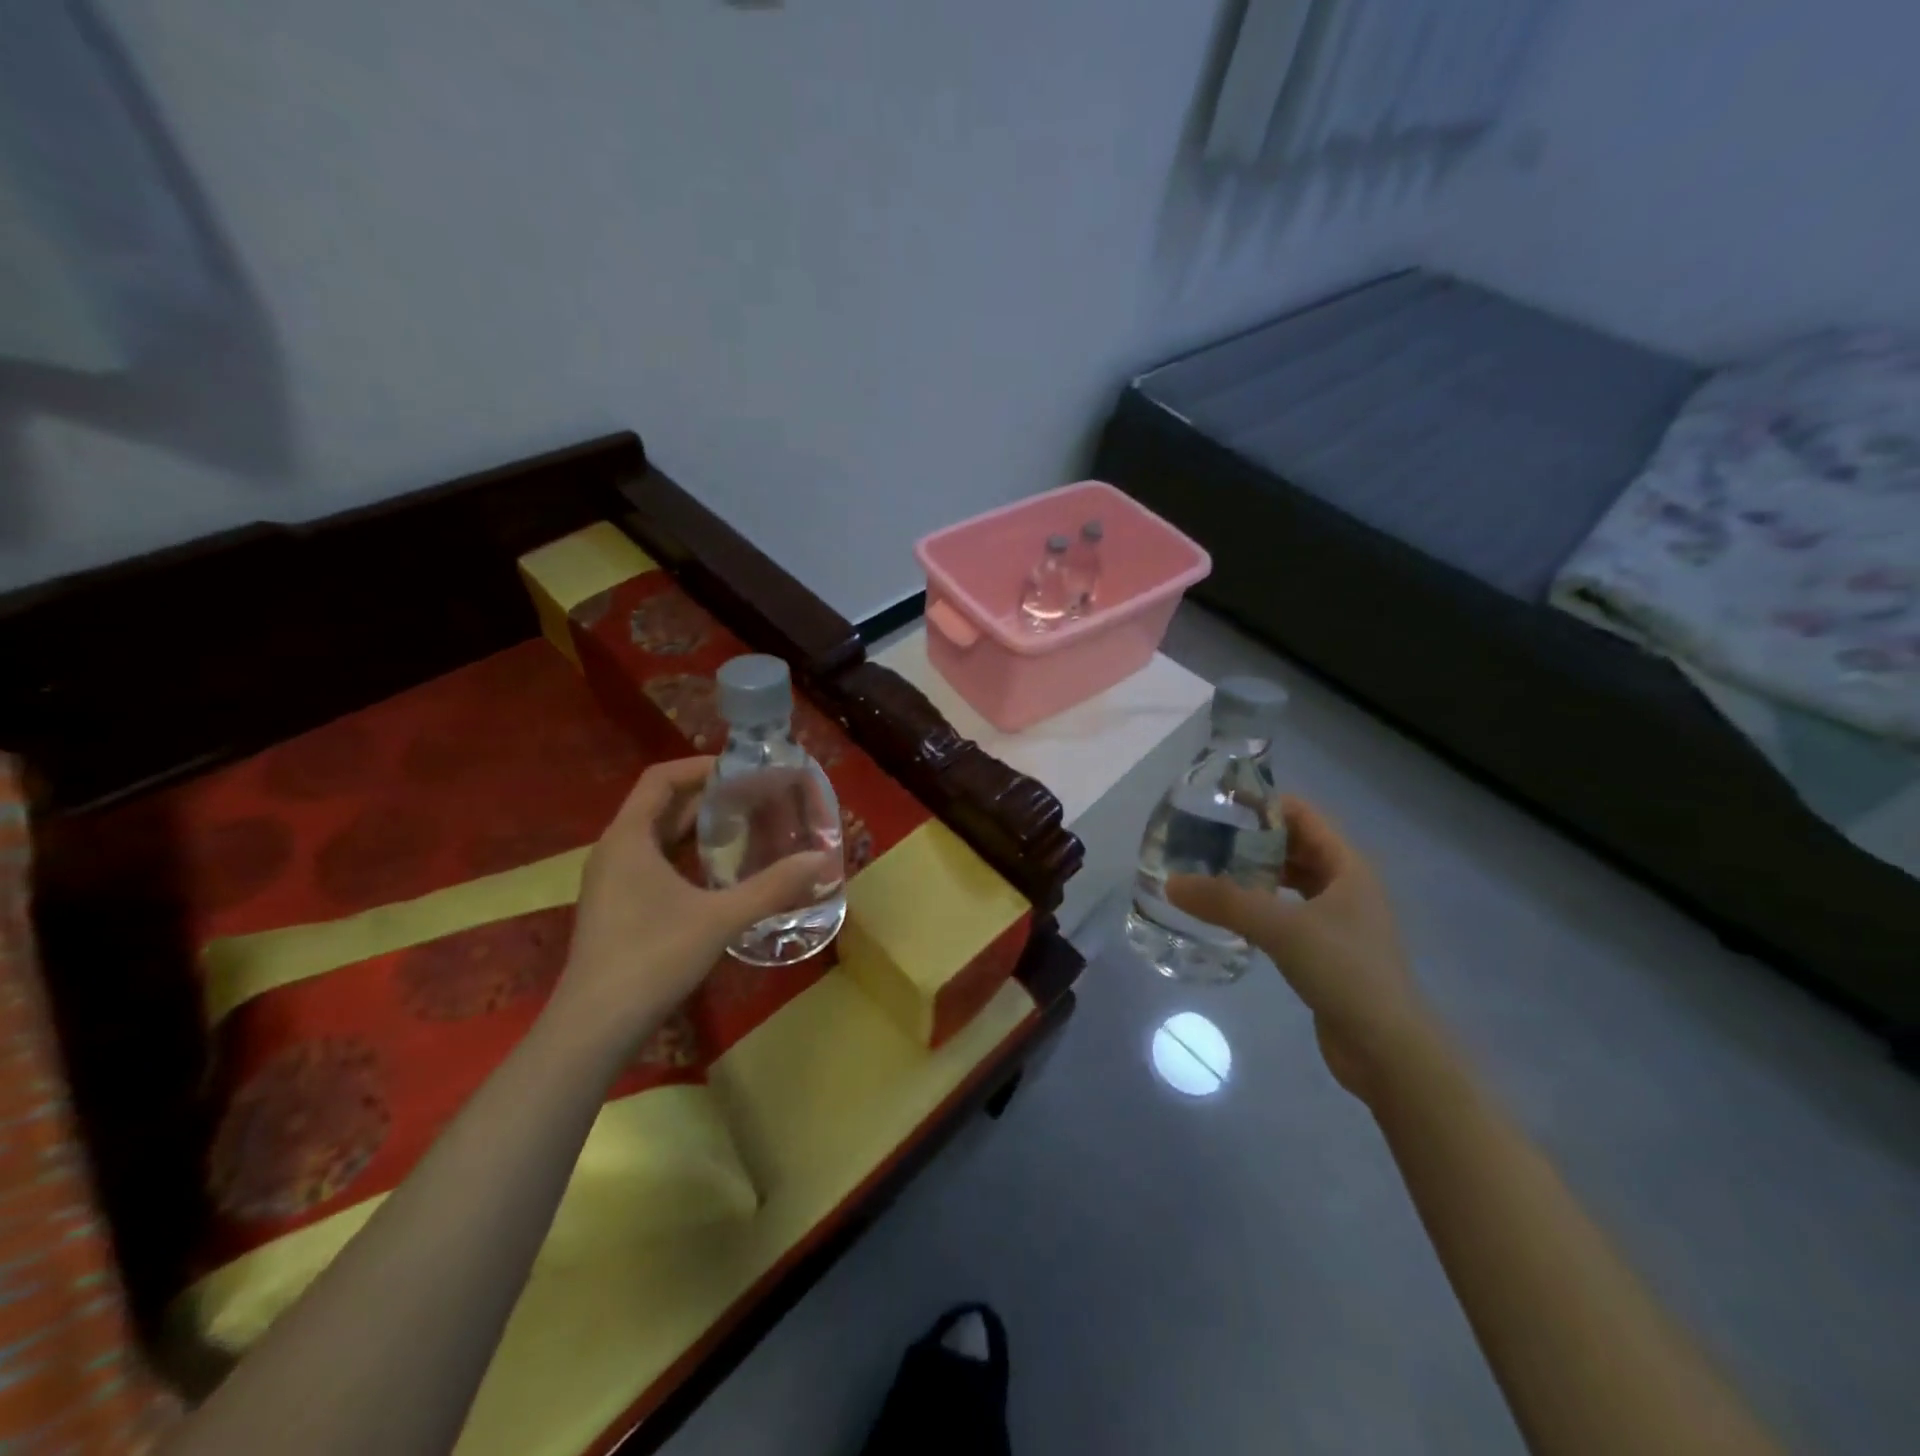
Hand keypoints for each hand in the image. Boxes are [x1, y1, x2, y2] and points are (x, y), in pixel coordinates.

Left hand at [550, 758, 830, 1048]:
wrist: (595, 1028)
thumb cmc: (652, 958)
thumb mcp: (720, 918)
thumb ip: (772, 886)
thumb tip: (823, 860)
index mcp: (628, 838)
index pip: (661, 779)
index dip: (700, 766)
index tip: (742, 769)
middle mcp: (615, 851)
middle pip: (661, 806)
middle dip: (708, 798)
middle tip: (756, 797)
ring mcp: (613, 882)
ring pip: (658, 838)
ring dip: (698, 829)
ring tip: (746, 828)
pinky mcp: (618, 908)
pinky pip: (654, 864)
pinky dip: (687, 857)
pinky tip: (720, 874)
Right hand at [1167, 798, 1433, 1103]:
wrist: (1386, 1049)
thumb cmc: (1344, 972)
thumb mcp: (1281, 929)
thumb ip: (1225, 902)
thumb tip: (1170, 883)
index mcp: (1348, 866)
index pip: (1303, 815)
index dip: (1265, 802)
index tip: (1220, 800)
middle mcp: (1347, 885)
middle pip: (1296, 845)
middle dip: (1255, 837)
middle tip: (1207, 835)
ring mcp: (1339, 919)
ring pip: (1293, 880)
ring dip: (1257, 871)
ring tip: (1212, 868)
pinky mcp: (1327, 949)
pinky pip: (1288, 911)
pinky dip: (1262, 904)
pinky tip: (1233, 912)